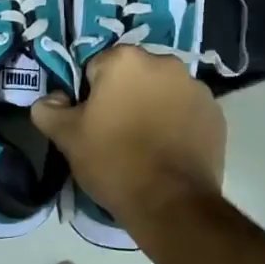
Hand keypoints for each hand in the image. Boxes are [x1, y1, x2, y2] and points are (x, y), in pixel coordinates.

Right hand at [31, 46, 225, 222]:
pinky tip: (168, 150)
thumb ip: (48, 109)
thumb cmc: (113, 161)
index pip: (97, 68)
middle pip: (133, 75)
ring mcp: (195, 88)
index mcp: (126, 60)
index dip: (91, 95)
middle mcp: (165, 63)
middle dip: (124, 96)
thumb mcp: (67, 137)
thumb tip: (50, 100)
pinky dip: (177, 122)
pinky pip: (186, 110)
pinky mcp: (216, 113)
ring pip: (162, 91)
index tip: (92, 122)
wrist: (170, 203)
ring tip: (145, 144)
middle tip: (116, 132)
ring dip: (153, 106)